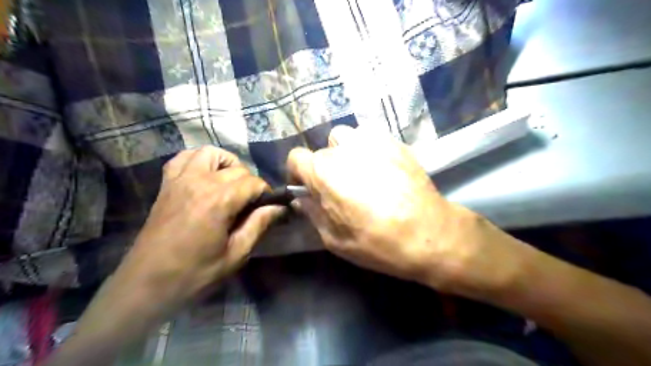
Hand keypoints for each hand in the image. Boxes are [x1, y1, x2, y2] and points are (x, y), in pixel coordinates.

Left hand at [116, 146, 283, 311]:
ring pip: (210, 153)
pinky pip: (183, 158)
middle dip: (251, 183)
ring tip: (231, 184)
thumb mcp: (236, 254)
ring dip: (227, 164)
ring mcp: (180, 180)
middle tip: (252, 204)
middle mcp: (199, 182)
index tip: (269, 207)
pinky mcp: (166, 185)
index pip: (253, 183)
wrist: (146, 284)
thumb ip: (259, 225)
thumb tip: (280, 208)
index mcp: (218, 201)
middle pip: (237, 168)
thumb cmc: (195, 273)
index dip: (266, 193)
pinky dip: (199, 160)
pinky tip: (205, 176)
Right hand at [290, 128, 522, 298]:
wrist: (429, 233)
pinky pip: (369, 138)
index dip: (298, 173)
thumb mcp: (334, 239)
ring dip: (344, 153)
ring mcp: (371, 141)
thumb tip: (302, 199)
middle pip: (322, 151)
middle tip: (340, 188)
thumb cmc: (377, 242)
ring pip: (345, 138)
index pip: (296, 157)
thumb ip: (313, 213)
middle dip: (324, 168)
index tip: (307, 187)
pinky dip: (367, 149)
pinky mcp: (394, 141)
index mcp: (324, 172)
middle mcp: (344, 149)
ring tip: (359, 173)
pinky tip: (380, 168)